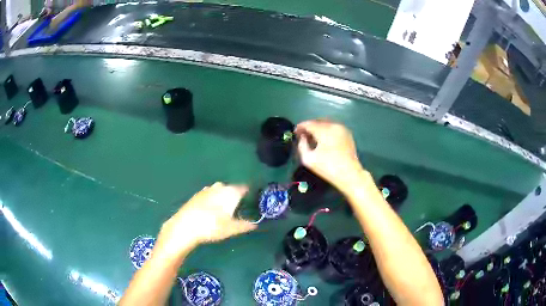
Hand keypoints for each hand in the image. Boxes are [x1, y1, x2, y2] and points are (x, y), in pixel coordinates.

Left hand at [155, 183, 256, 258]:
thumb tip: (255, 225)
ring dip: (223, 196)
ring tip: (225, 209)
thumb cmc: (212, 226)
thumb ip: (244, 225)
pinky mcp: (197, 194)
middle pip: (232, 188)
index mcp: (231, 192)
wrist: (185, 226)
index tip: (251, 199)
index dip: (248, 192)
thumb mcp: (231, 229)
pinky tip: (211, 210)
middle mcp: (219, 187)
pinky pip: (210, 194)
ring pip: (220, 190)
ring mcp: (207, 190)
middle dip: (236, 195)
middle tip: (239, 206)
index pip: (244, 188)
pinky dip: (213, 199)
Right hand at [296, 119, 363, 188]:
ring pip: (326, 123)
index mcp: (324, 130)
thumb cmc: (328, 168)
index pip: (309, 124)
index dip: (300, 127)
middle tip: (303, 134)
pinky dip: (326, 130)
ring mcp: (342, 129)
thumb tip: (302, 138)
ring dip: (318, 128)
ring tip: (313, 137)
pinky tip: (323, 139)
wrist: (349, 174)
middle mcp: (333, 126)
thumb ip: (302, 146)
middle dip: (309, 126)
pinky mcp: (347, 134)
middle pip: (318, 121)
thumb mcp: (308, 159)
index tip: (295, 132)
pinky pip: (334, 127)